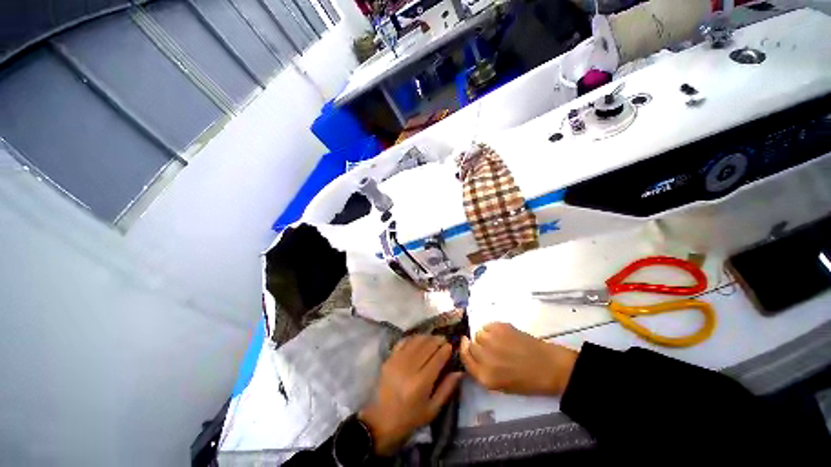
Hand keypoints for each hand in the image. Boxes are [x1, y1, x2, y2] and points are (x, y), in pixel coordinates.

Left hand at [359, 335, 462, 455]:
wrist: (382, 420)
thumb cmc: (410, 418)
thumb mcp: (432, 409)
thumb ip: (447, 389)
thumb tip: (459, 371)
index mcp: (421, 383)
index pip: (437, 358)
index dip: (446, 349)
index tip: (451, 346)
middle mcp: (409, 368)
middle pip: (427, 345)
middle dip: (438, 340)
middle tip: (444, 341)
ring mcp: (397, 361)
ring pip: (416, 341)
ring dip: (427, 337)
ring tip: (433, 340)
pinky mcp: (389, 358)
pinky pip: (403, 341)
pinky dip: (413, 338)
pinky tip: (419, 340)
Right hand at [460, 322, 577, 395]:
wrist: (550, 368)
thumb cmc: (527, 381)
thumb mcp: (500, 385)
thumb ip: (482, 371)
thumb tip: (471, 353)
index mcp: (485, 376)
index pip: (464, 358)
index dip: (464, 349)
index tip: (465, 343)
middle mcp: (484, 358)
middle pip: (470, 345)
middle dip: (476, 345)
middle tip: (489, 347)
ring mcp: (492, 341)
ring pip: (478, 333)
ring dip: (485, 336)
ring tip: (499, 341)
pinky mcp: (500, 327)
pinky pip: (488, 325)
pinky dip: (492, 329)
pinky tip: (504, 334)